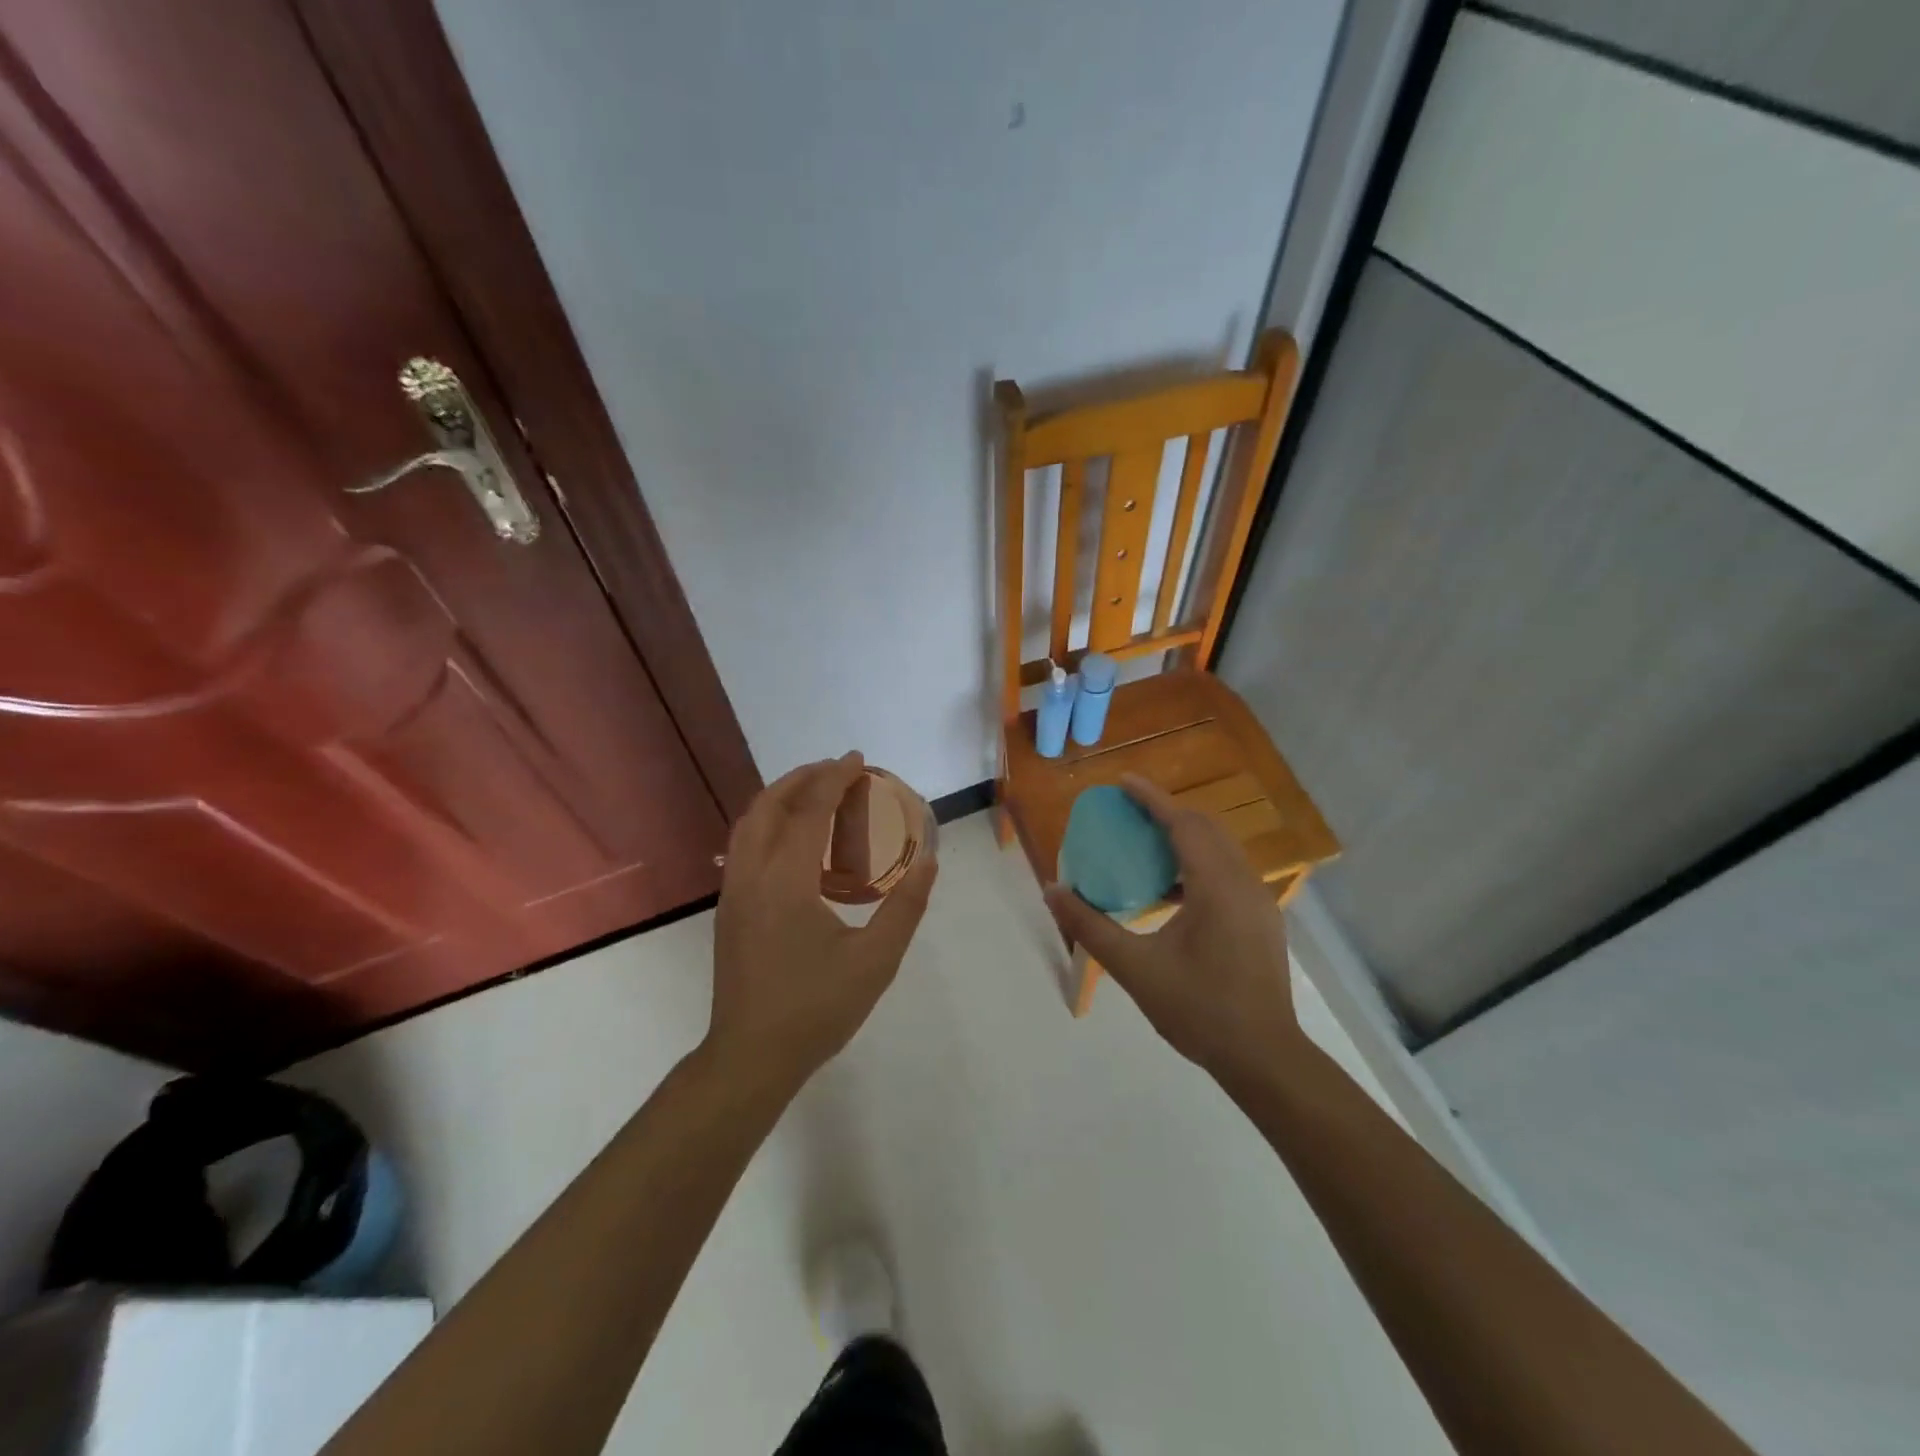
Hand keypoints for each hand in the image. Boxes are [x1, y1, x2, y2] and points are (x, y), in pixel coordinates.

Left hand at [708, 753, 937, 1094]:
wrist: (750, 1058)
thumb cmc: (816, 1009)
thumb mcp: (875, 962)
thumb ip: (905, 908)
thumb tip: (929, 863)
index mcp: (785, 881)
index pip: (810, 811)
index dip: (834, 779)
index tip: (858, 760)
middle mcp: (751, 875)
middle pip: (768, 805)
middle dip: (803, 778)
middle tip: (838, 770)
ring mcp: (733, 892)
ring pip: (749, 823)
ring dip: (782, 798)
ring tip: (816, 794)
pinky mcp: (729, 908)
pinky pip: (745, 846)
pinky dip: (769, 823)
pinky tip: (796, 840)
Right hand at [1044, 775, 1301, 1082]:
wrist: (1264, 1058)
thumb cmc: (1198, 1010)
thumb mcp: (1135, 968)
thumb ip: (1091, 927)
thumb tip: (1052, 891)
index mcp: (1216, 887)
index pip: (1183, 825)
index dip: (1151, 799)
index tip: (1123, 782)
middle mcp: (1243, 883)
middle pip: (1205, 829)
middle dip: (1167, 813)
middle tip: (1129, 812)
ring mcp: (1259, 902)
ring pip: (1220, 850)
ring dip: (1184, 838)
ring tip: (1145, 845)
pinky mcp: (1262, 920)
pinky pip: (1227, 872)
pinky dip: (1197, 864)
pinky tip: (1171, 890)